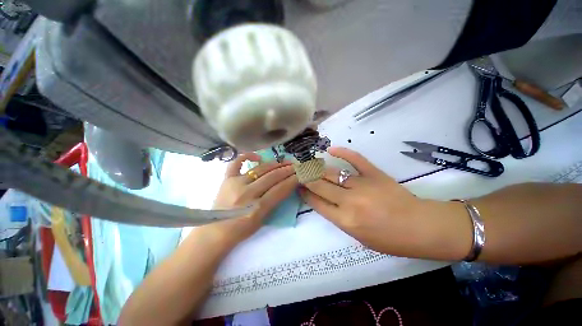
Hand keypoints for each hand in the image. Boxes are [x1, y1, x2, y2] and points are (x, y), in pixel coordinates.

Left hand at [203, 153, 297, 246]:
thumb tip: (286, 185)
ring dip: (274, 164)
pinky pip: (236, 163)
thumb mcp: (263, 219)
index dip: (292, 180)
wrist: (215, 232)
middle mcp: (246, 194)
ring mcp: (235, 184)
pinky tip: (258, 157)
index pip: (280, 189)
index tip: (300, 174)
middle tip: (295, 166)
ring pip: (259, 169)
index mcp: (256, 208)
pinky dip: (247, 156)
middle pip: (271, 177)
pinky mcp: (226, 179)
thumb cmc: (241, 230)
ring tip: (284, 162)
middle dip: (286, 170)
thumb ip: (274, 201)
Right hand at [300, 147, 467, 258]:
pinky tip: (331, 150)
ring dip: (317, 168)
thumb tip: (324, 202)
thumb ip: (339, 218)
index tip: (298, 187)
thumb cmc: (390, 239)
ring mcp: (362, 185)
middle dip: (306, 178)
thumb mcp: (359, 237)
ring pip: (332, 173)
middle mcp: (349, 201)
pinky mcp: (374, 174)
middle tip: (298, 172)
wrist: (421, 227)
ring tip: (308, 164)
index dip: (305, 193)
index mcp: (345, 220)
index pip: (316, 202)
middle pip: (320, 185)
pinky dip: (343, 152)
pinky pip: (355, 159)